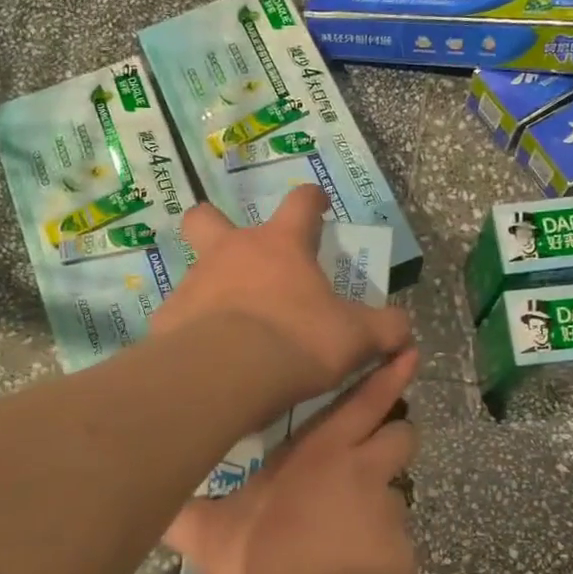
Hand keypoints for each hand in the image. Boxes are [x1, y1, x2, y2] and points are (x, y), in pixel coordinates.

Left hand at [156, 185, 411, 407]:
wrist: (225, 373)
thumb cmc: (297, 340)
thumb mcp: (356, 337)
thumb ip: (385, 328)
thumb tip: (404, 328)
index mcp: (280, 245)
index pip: (300, 202)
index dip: (312, 199)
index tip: (319, 205)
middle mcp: (231, 252)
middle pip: (208, 218)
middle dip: (217, 225)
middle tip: (239, 255)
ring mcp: (194, 282)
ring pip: (195, 270)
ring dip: (211, 287)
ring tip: (230, 324)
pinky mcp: (169, 318)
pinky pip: (181, 316)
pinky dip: (194, 329)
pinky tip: (207, 354)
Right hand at [164, 347, 418, 573]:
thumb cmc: (263, 564)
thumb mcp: (209, 537)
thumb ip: (184, 513)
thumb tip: (153, 500)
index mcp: (321, 451)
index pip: (365, 399)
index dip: (389, 375)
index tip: (409, 353)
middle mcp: (363, 469)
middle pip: (402, 433)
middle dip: (395, 433)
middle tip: (375, 448)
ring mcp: (390, 511)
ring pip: (399, 488)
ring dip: (382, 497)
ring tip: (352, 530)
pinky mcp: (406, 552)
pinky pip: (397, 540)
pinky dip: (382, 549)